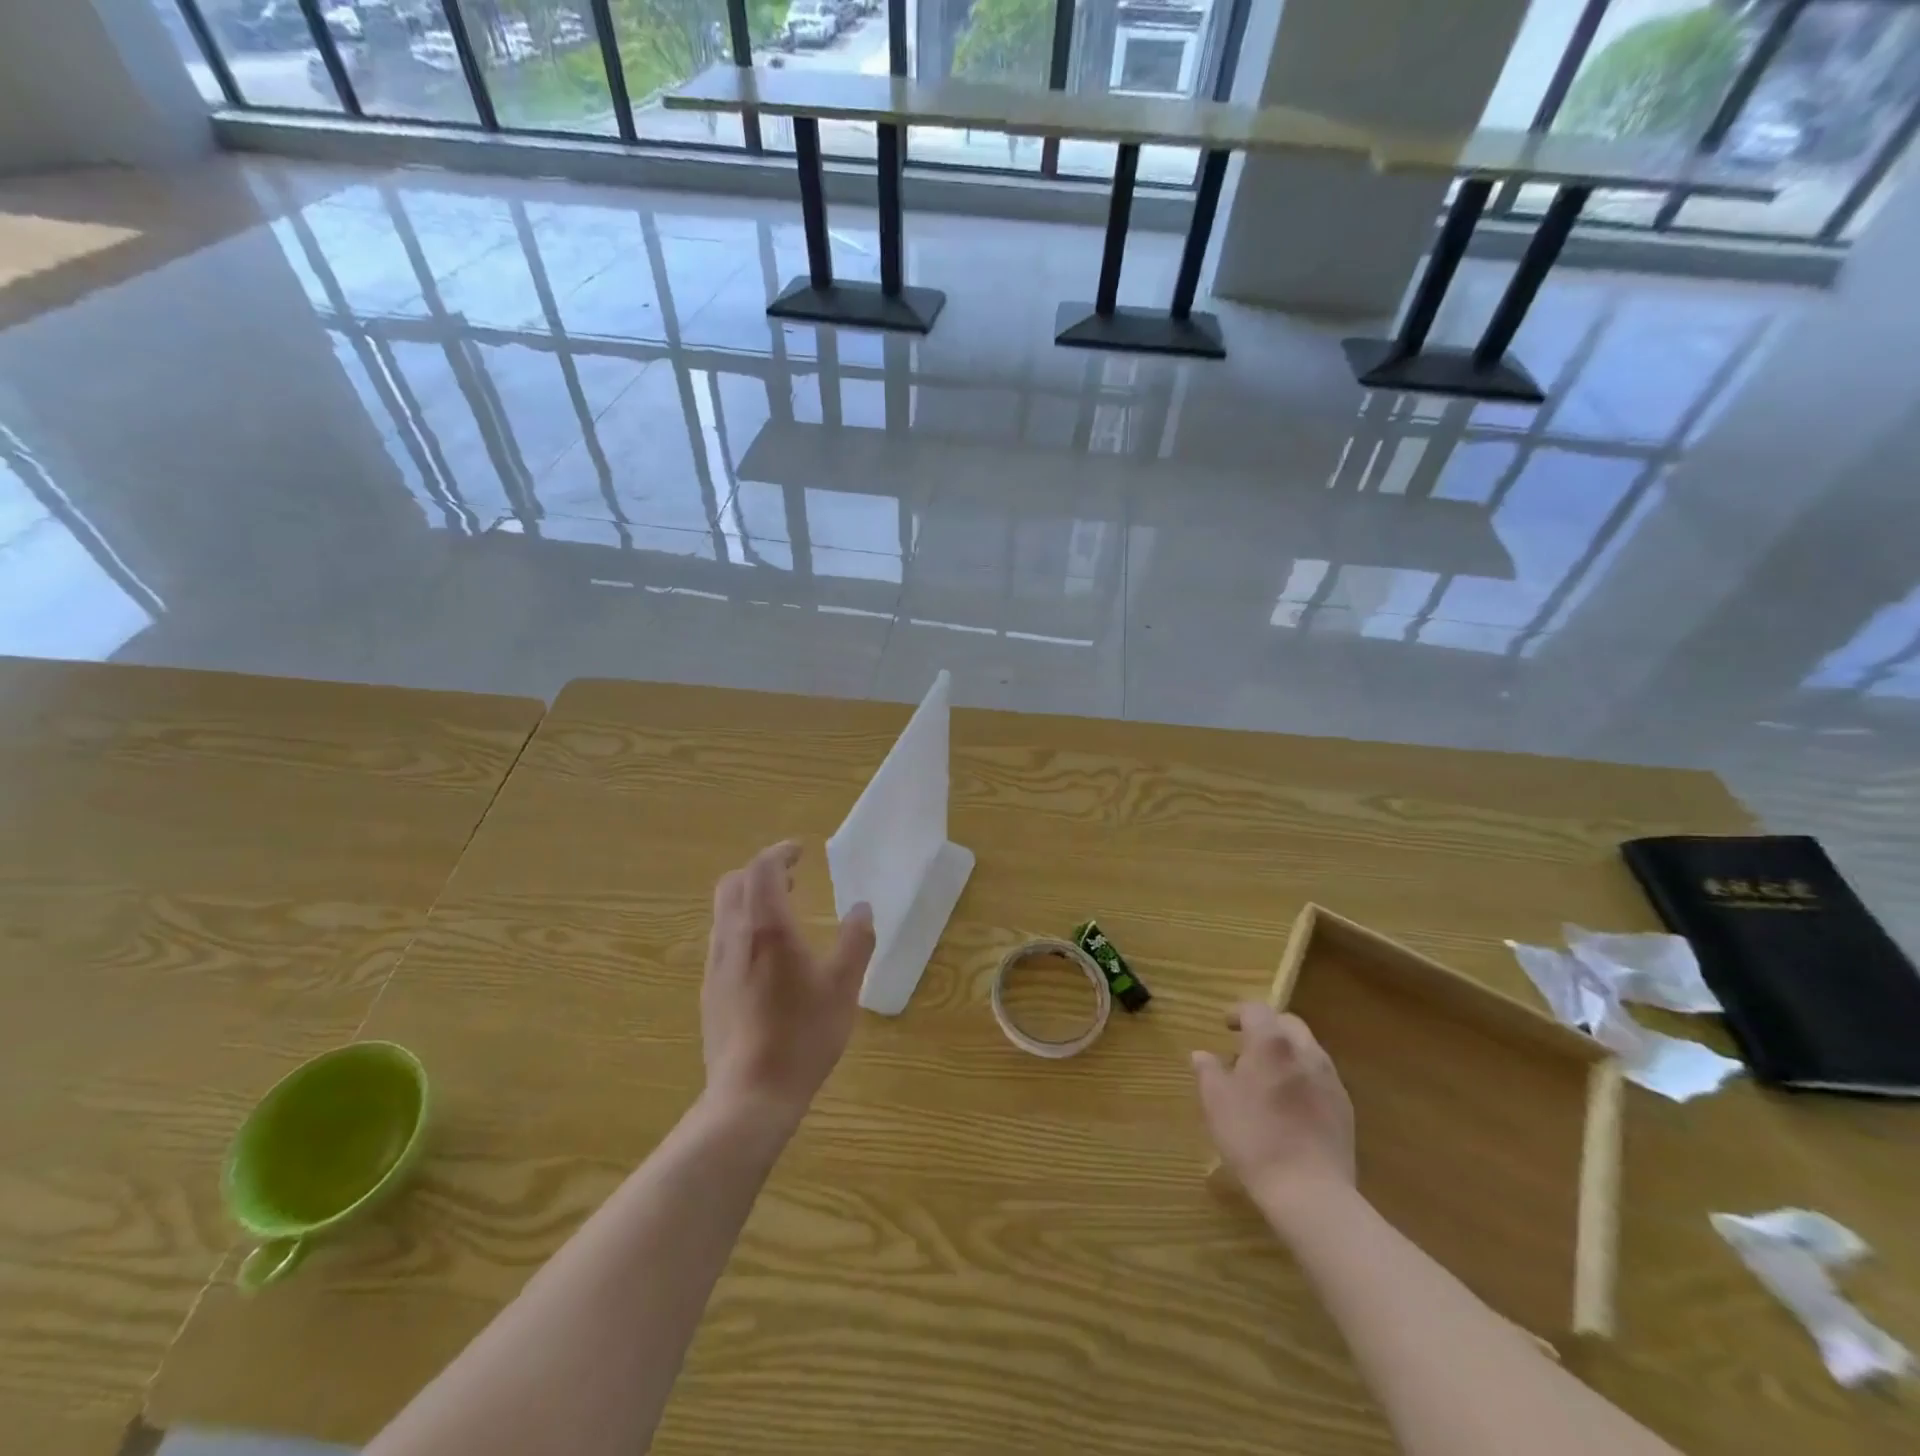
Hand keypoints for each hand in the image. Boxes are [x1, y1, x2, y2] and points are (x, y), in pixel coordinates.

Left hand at [702, 841, 875, 1120]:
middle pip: (734, 884)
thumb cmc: (803, 1036)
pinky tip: (766, 957)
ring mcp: (716, 966)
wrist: (750, 1096)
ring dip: (749, 899)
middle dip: (761, 872)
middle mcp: (733, 938)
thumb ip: (856, 941)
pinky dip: (742, 927)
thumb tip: (862, 908)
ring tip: (782, 913)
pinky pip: (722, 941)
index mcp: (766, 928)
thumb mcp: (844, 987)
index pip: (762, 869)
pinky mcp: (709, 992)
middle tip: (792, 879)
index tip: (800, 851)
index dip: (780, 853)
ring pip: (724, 913)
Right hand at [1193, 1003, 1354, 1214]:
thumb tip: (1202, 1055)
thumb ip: (1208, 1071)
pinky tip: (1290, 1105)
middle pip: (1287, 1023)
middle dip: (1267, 1028)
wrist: (1310, 1192)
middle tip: (1246, 1048)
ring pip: (1307, 1049)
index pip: (1256, 1009)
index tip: (1225, 1026)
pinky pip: (1321, 1077)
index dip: (1238, 1013)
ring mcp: (1330, 1079)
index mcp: (1271, 1043)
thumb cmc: (1254, 1138)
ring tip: (1268, 1078)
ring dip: (1287, 1052)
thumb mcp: (1216, 1102)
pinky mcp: (1345, 1107)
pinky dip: (1303, 1077)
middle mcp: (1305, 1051)